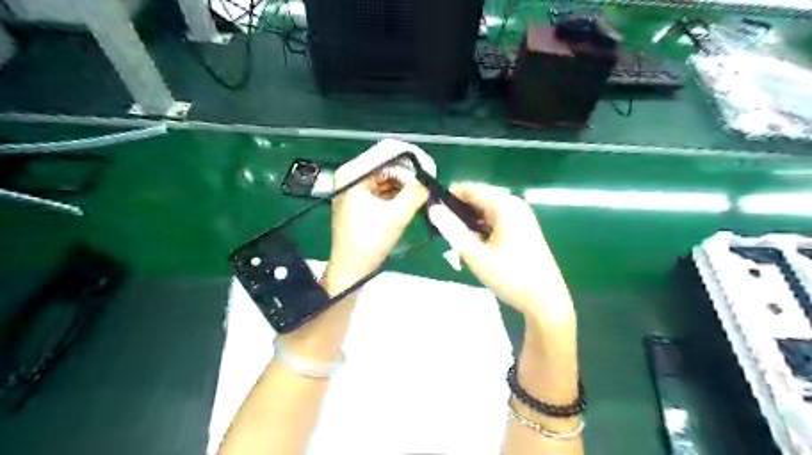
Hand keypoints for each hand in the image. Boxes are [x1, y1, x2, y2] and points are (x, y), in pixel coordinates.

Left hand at [323, 141, 429, 294]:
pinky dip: (398, 193)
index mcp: (353, 174)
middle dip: (410, 174)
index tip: (431, 169)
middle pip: (387, 164)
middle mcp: (351, 175)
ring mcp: (355, 187)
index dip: (411, 157)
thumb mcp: (397, 216)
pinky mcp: (360, 199)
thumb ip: (416, 193)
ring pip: (387, 177)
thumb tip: (430, 180)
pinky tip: (412, 199)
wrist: (351, 270)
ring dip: (406, 184)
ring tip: (423, 194)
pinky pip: (383, 188)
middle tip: (429, 185)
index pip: (386, 152)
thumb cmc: (369, 243)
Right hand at [428, 184, 573, 324]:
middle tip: (442, 229)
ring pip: (486, 209)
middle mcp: (514, 205)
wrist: (546, 300)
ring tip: (455, 239)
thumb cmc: (511, 277)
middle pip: (478, 197)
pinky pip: (495, 219)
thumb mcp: (476, 255)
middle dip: (458, 210)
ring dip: (469, 220)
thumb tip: (434, 209)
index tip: (431, 211)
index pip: (470, 188)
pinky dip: (481, 227)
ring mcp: (521, 216)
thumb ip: (452, 230)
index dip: (449, 196)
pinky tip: (474, 244)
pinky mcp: (522, 228)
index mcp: (505, 206)